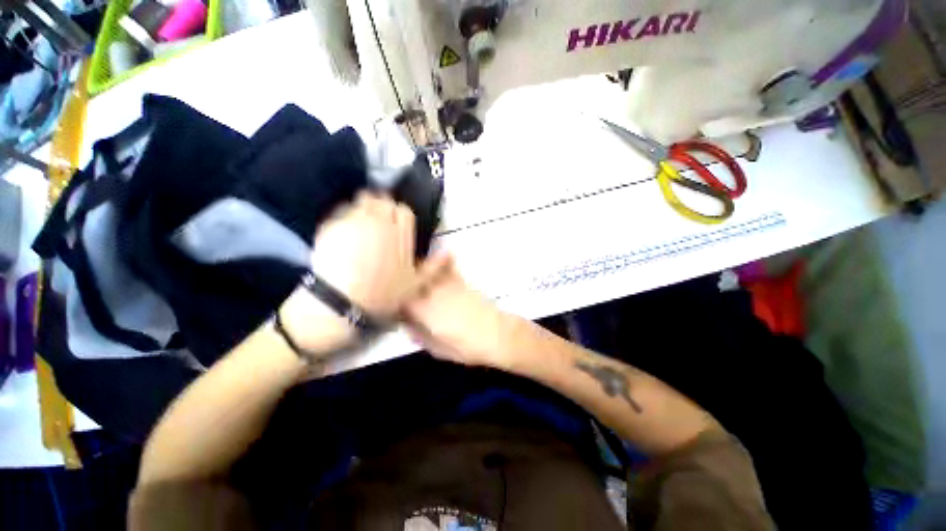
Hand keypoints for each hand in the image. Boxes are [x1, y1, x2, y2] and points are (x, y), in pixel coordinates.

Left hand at [279, 192, 418, 353]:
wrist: (344, 303)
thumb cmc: (384, 295)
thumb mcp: (415, 284)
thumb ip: (434, 266)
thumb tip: (450, 252)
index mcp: (401, 235)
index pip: (403, 211)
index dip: (400, 213)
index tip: (396, 222)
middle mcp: (380, 223)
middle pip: (382, 200)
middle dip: (382, 206)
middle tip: (378, 220)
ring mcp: (355, 222)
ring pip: (362, 202)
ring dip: (364, 208)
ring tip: (362, 223)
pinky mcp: (333, 226)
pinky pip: (341, 212)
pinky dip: (344, 217)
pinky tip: (343, 231)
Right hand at [403, 252, 522, 368]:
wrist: (497, 335)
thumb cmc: (468, 347)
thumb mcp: (439, 350)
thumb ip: (420, 336)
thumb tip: (409, 327)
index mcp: (425, 312)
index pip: (401, 300)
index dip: (395, 303)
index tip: (396, 309)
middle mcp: (433, 294)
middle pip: (411, 280)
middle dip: (403, 283)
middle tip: (401, 290)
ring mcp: (448, 286)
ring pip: (427, 270)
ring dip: (419, 271)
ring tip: (415, 273)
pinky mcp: (462, 283)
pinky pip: (449, 267)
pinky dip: (444, 260)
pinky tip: (443, 255)